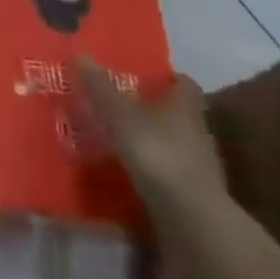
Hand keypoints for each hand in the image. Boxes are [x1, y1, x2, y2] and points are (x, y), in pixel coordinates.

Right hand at [78, 58, 224, 208]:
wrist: (194, 224)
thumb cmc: (159, 155)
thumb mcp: (120, 116)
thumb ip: (100, 88)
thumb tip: (81, 54)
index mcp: (185, 108)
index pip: (184, 85)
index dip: (167, 78)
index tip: (144, 76)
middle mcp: (197, 134)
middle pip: (178, 115)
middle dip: (153, 110)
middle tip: (119, 105)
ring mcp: (199, 169)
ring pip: (173, 145)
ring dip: (151, 142)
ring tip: (118, 139)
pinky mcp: (193, 199)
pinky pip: (169, 175)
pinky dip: (152, 172)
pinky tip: (128, 174)